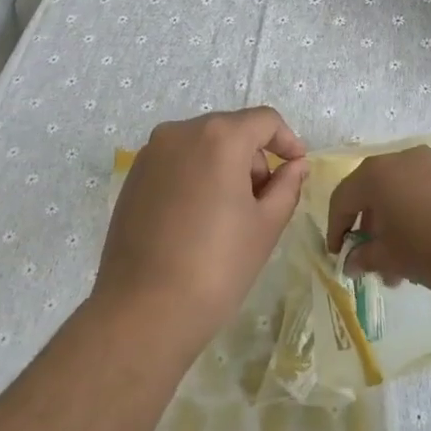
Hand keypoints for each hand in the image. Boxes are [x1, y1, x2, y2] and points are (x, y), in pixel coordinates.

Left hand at [92, 107, 307, 354]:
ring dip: (224, 167)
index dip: (287, 140)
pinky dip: (196, 177)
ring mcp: (151, 153)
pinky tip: (198, 220)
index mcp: (220, 137)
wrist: (143, 310)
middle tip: (264, 201)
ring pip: (202, 145)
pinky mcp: (133, 177)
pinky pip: (176, 163)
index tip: (296, 168)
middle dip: (254, 158)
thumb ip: (286, 185)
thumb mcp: (266, 225)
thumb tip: (295, 165)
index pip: (264, 120)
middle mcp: (181, 132)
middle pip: (231, 130)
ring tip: (230, 215)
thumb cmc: (216, 265)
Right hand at [324, 145, 430, 296]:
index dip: (336, 228)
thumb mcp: (394, 258)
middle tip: (372, 262)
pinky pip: (424, 191)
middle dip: (369, 229)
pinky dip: (416, 215)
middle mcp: (401, 159)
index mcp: (377, 174)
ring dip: (394, 225)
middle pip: (372, 192)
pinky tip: (428, 247)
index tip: (338, 255)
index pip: (343, 198)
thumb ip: (366, 258)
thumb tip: (352, 262)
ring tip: (403, 266)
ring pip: (400, 193)